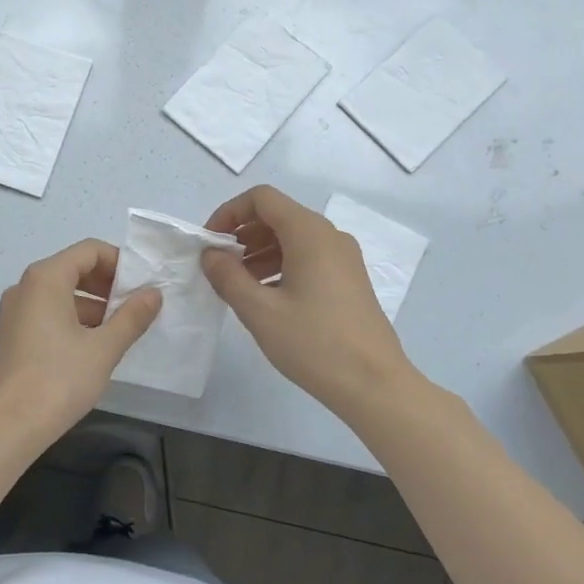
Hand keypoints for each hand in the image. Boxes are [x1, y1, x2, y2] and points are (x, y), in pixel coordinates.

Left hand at [0, 239, 162, 449]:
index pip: (89, 250)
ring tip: (121, 331)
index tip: (143, 286)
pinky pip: (47, 314)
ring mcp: (14, 312)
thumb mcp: (103, 348)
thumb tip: (154, 293)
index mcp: (46, 278)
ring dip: (93, 305)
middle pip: (73, 269)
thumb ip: (131, 317)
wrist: (4, 428)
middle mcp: (25, 287)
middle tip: (136, 308)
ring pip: (60, 294)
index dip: (120, 263)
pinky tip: (93, 348)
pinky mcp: (12, 336)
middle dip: (108, 285)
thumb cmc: (57, 380)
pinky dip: (73, 321)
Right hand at [202, 185, 416, 416]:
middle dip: (242, 234)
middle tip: (219, 265)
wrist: (373, 384)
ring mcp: (343, 258)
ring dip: (259, 252)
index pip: (262, 198)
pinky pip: (308, 258)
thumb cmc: (313, 343)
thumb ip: (227, 276)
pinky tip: (266, 297)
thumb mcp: (259, 310)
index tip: (209, 242)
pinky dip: (280, 266)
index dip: (229, 212)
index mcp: (309, 233)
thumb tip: (210, 254)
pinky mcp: (349, 280)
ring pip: (293, 238)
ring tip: (237, 285)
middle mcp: (329, 236)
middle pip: (278, 216)